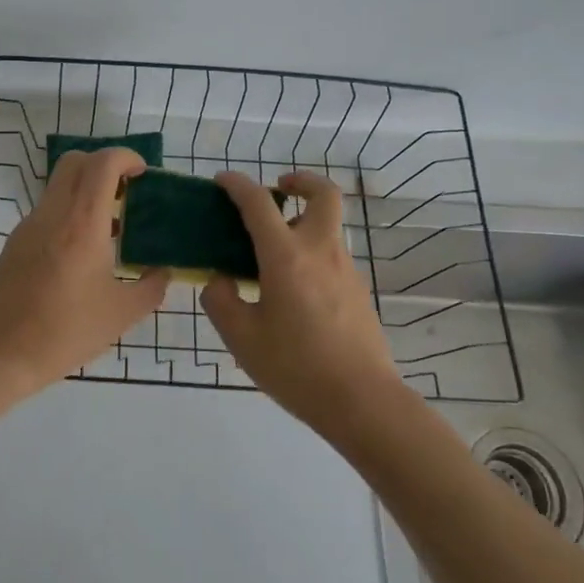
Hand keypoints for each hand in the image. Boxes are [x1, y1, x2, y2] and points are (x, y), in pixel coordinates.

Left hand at [0, 147, 169, 391]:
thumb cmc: (64, 333)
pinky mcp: (15, 241)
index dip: (126, 157)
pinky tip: (83, 251)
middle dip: (105, 165)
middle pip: (76, 161)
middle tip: (128, 192)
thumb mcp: (121, 315)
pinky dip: (70, 211)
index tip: (144, 174)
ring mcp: (29, 225)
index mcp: (82, 223)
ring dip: (86, 189)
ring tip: (111, 226)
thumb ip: (151, 287)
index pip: (102, 163)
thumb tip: (162, 270)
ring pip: (59, 184)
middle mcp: (53, 213)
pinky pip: (48, 209)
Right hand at [201, 171, 400, 426]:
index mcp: (286, 257)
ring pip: (327, 226)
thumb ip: (221, 301)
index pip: (259, 204)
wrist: (362, 401)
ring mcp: (345, 269)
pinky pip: (331, 255)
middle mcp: (320, 251)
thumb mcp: (241, 338)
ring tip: (271, 252)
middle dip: (301, 181)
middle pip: (323, 194)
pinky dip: (310, 251)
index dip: (238, 185)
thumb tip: (221, 280)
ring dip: (303, 221)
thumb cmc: (296, 367)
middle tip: (278, 189)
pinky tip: (291, 288)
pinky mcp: (358, 290)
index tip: (222, 181)